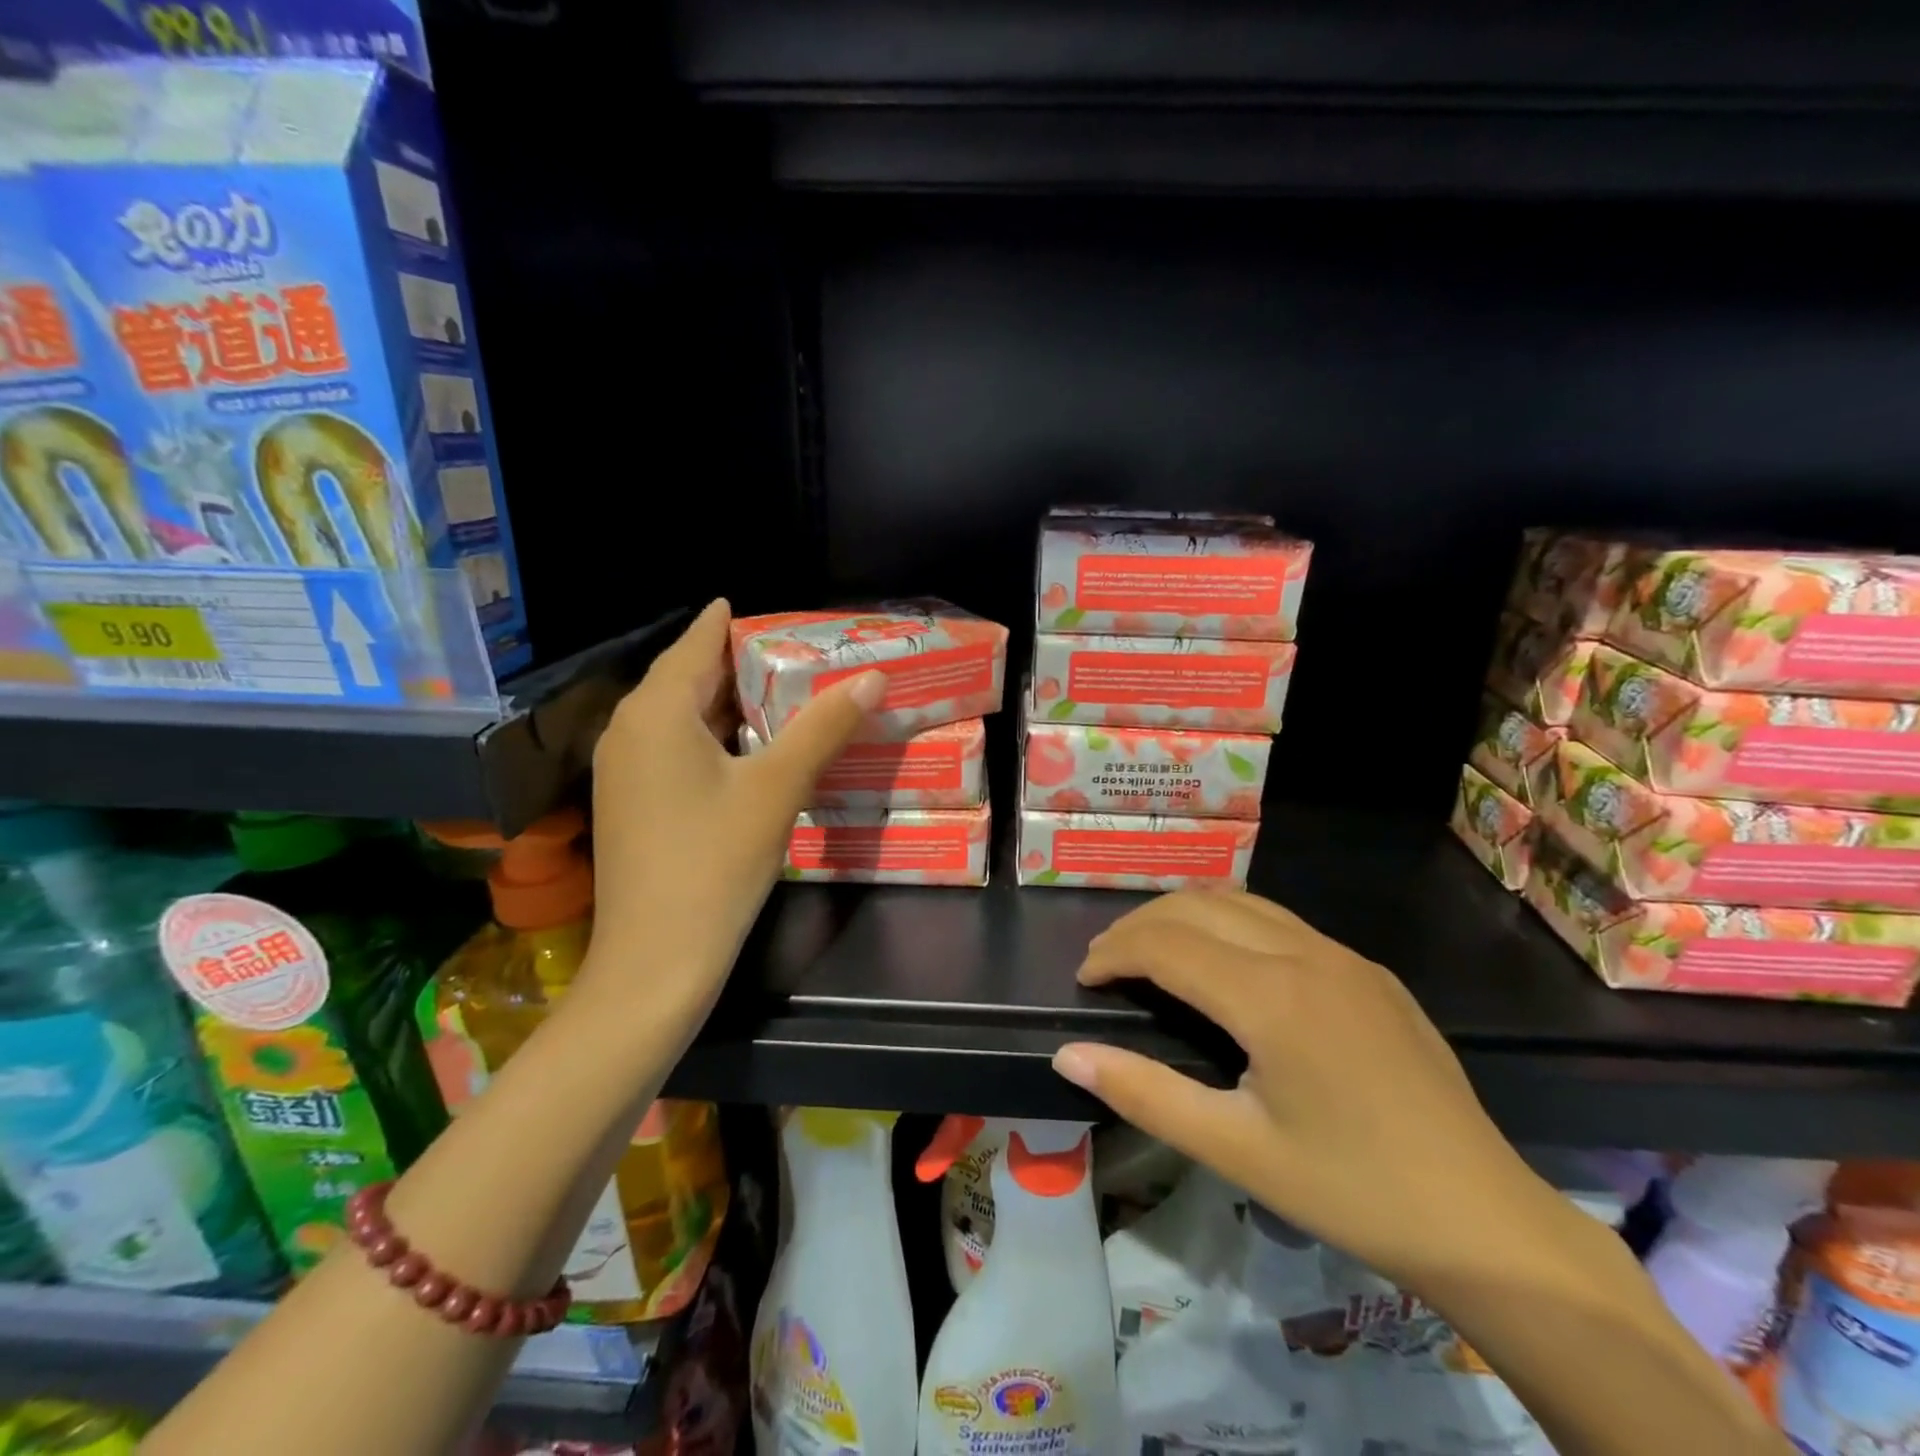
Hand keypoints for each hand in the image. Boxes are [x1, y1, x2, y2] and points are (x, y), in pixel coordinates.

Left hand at [584, 600, 884, 1020]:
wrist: (655, 960)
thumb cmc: (715, 862)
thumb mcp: (777, 788)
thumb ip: (823, 727)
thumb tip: (872, 678)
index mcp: (656, 712)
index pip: (695, 643)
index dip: (728, 622)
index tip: (763, 609)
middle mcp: (628, 731)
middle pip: (685, 678)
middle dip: (735, 662)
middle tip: (792, 653)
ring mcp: (622, 770)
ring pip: (678, 716)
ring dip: (724, 702)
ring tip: (779, 694)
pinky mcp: (628, 803)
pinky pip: (670, 747)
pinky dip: (709, 736)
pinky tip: (746, 750)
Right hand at [1052, 889, 1566, 1290]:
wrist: (1488, 1222)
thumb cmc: (1352, 1190)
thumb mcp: (1236, 1151)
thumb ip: (1145, 1094)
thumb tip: (1069, 1056)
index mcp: (1271, 995)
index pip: (1165, 943)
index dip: (1113, 953)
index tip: (1085, 980)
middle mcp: (1306, 954)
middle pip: (1197, 906)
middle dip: (1140, 925)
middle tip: (1107, 963)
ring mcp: (1344, 957)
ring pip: (1241, 902)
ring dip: (1185, 917)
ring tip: (1152, 954)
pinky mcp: (1369, 972)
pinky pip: (1281, 923)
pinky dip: (1230, 925)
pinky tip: (1225, 969)